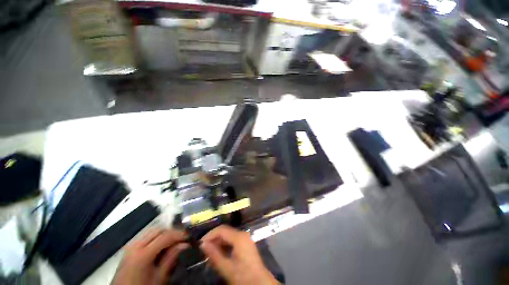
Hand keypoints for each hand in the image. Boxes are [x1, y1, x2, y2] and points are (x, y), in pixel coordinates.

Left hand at [112, 229, 188, 284]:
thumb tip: (185, 244)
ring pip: (151, 231)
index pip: (165, 236)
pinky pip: (145, 236)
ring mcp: (130, 246)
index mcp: (142, 254)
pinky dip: (156, 236)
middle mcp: (135, 246)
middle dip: (172, 232)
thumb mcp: (159, 278)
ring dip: (164, 233)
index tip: (188, 236)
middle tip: (181, 238)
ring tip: (173, 240)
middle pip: (158, 230)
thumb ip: (171, 259)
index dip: (178, 234)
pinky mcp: (129, 248)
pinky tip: (161, 244)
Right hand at [200, 225, 278, 284]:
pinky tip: (218, 253)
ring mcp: (245, 238)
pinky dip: (225, 245)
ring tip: (209, 252)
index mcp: (239, 237)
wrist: (259, 283)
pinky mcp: (246, 243)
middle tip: (203, 249)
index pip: (221, 230)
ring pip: (229, 236)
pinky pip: (233, 240)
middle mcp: (243, 234)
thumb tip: (202, 244)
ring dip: (218, 242)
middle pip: (225, 231)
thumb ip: (214, 254)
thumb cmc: (243, 276)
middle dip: (214, 239)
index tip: (200, 244)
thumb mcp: (226, 267)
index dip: (210, 235)